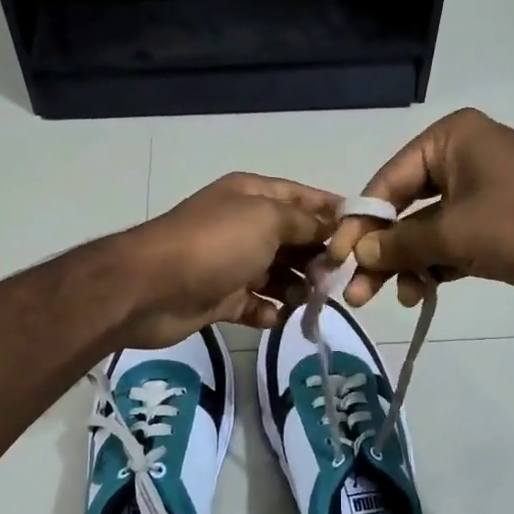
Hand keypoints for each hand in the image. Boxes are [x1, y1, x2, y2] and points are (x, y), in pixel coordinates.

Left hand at [117, 173, 338, 347]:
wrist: (151, 287)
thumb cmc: (215, 244)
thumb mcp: (267, 220)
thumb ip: (305, 223)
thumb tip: (333, 228)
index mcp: (253, 196)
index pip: (303, 198)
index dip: (332, 213)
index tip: (362, 234)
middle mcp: (244, 225)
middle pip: (294, 238)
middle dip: (317, 256)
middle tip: (334, 277)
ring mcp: (232, 263)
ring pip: (278, 274)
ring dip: (296, 287)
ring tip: (307, 300)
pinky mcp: (221, 297)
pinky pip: (256, 304)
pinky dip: (269, 311)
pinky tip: (276, 317)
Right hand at [329, 108, 513, 305]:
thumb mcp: (453, 232)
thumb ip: (400, 244)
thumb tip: (358, 254)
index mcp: (448, 142)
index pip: (387, 181)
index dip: (360, 222)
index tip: (337, 257)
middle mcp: (458, 162)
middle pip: (401, 209)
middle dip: (380, 251)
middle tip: (356, 291)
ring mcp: (474, 196)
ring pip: (422, 233)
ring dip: (405, 266)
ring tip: (394, 298)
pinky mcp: (487, 228)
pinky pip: (445, 247)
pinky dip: (431, 269)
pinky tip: (418, 294)